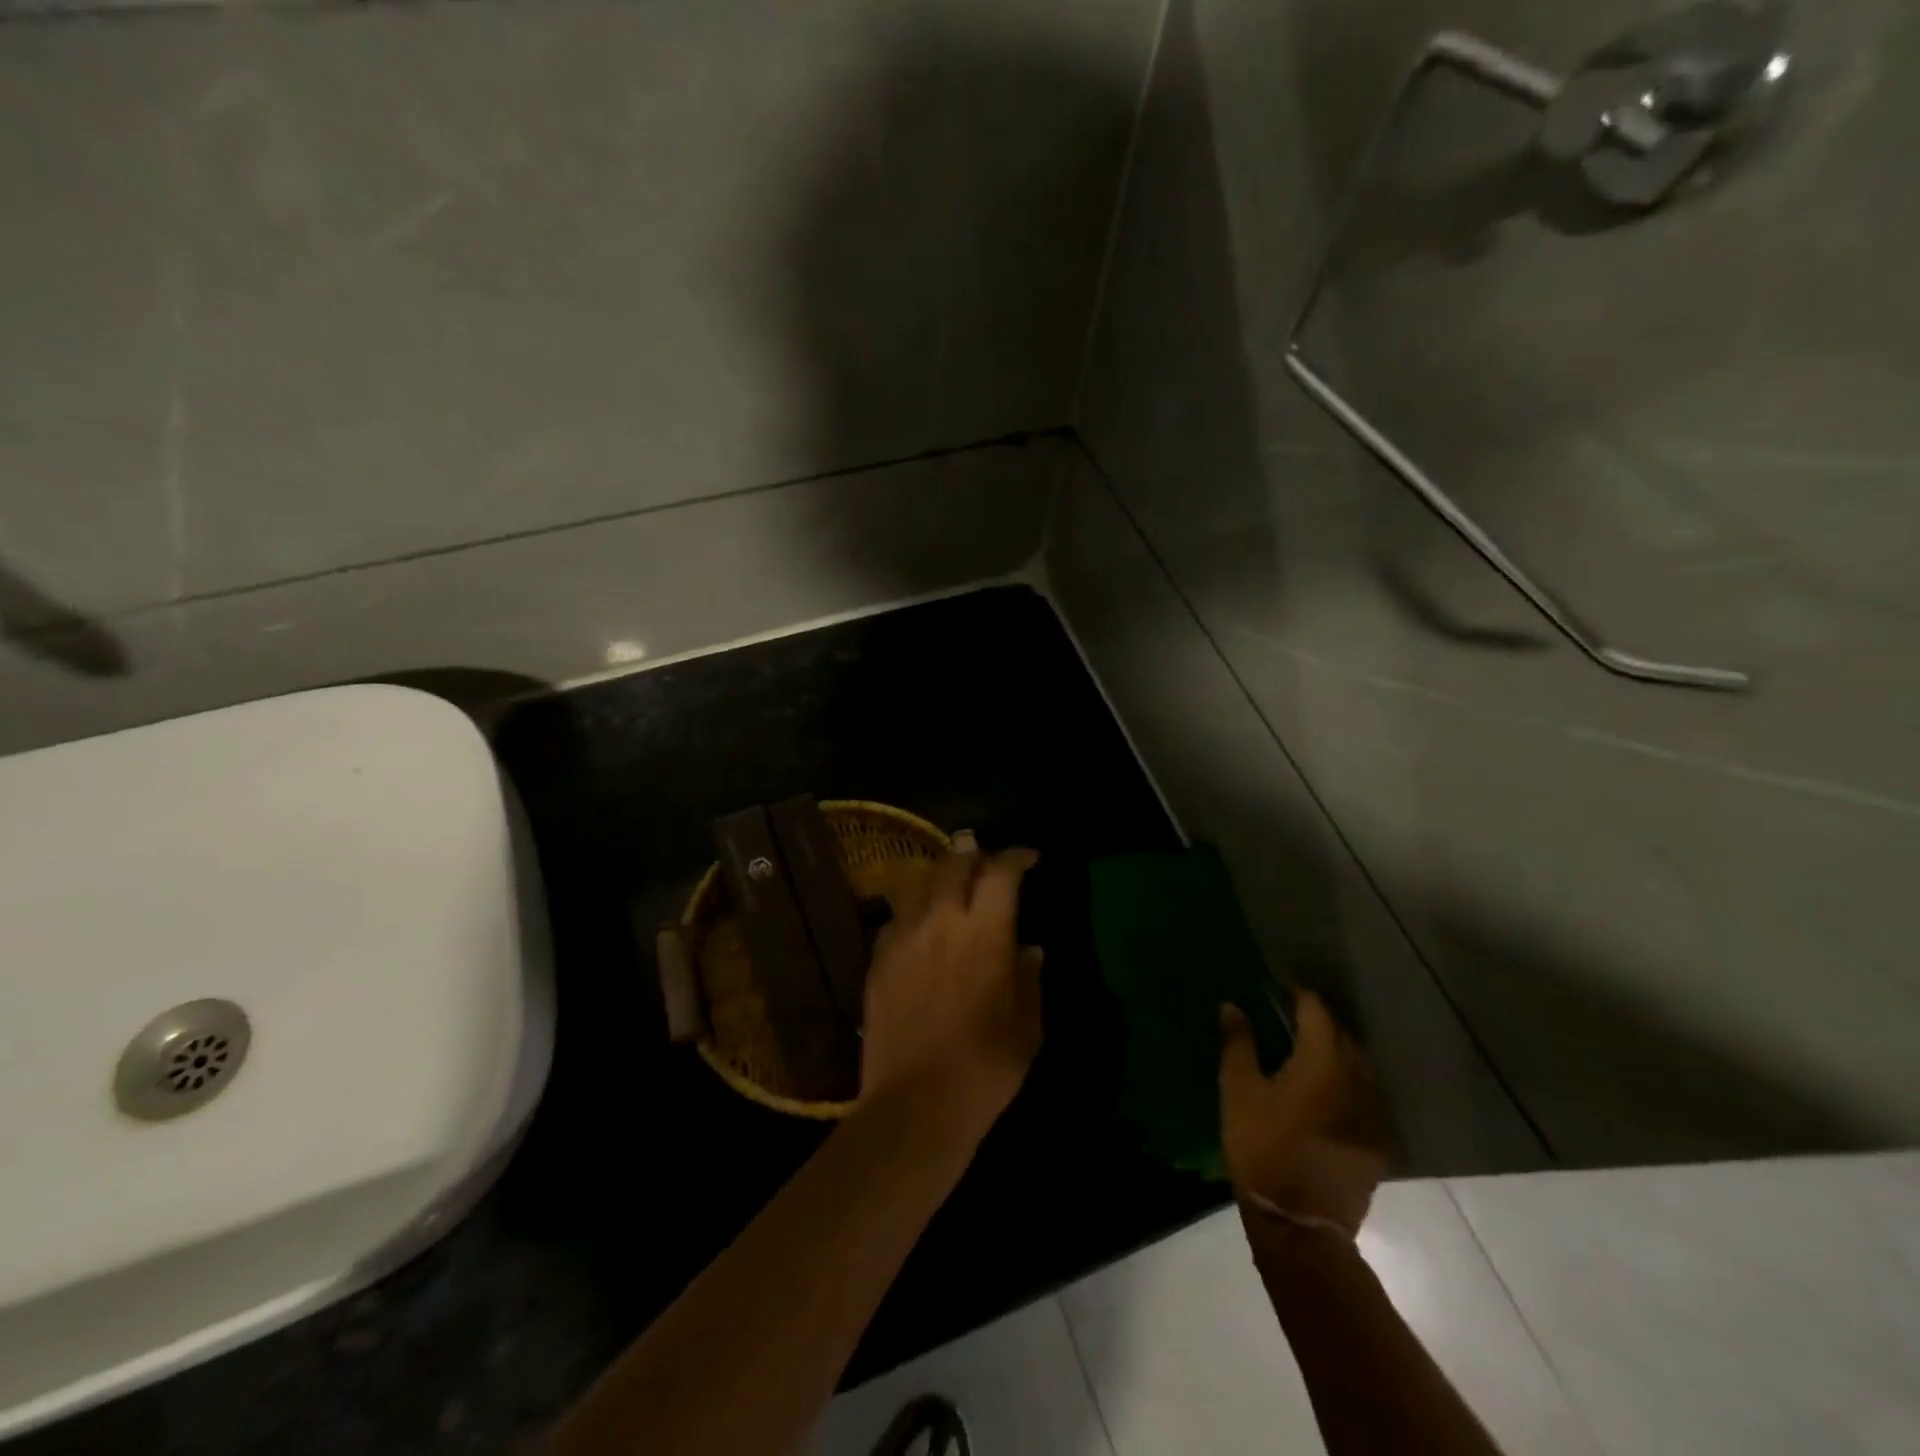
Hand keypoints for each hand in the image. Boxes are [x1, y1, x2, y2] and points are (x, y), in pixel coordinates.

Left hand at [860, 835, 1042, 1136]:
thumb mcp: (1026, 1028)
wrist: (915, 1104)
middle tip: (987, 863)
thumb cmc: (985, 1068)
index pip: (1001, 873)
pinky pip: (896, 918)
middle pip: (954, 864)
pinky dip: (914, 911)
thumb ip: (1028, 979)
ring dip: (941, 877)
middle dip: (974, 854)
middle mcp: (941, 921)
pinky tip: (921, 928)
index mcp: (985, 932)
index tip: (1029, 859)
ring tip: (952, 888)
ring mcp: (904, 938)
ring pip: (919, 884)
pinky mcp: (877, 959)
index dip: (1016, 857)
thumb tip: (1029, 950)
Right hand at [1218, 990, 1389, 1236]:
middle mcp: (1355, 1080)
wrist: (1300, 1223)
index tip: (1277, 986)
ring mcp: (1371, 1113)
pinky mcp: (1375, 1142)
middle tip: (1289, 1013)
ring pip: (1357, 1065)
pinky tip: (1325, 1089)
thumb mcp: (1238, 1091)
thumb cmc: (1262, 1147)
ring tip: (1307, 1047)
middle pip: (1342, 1035)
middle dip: (1319, 1020)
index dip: (1298, 994)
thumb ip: (1238, 1044)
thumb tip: (1232, 1006)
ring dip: (1335, 1049)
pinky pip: (1363, 1095)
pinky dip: (1345, 1081)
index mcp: (1323, 1062)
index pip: (1317, 1011)